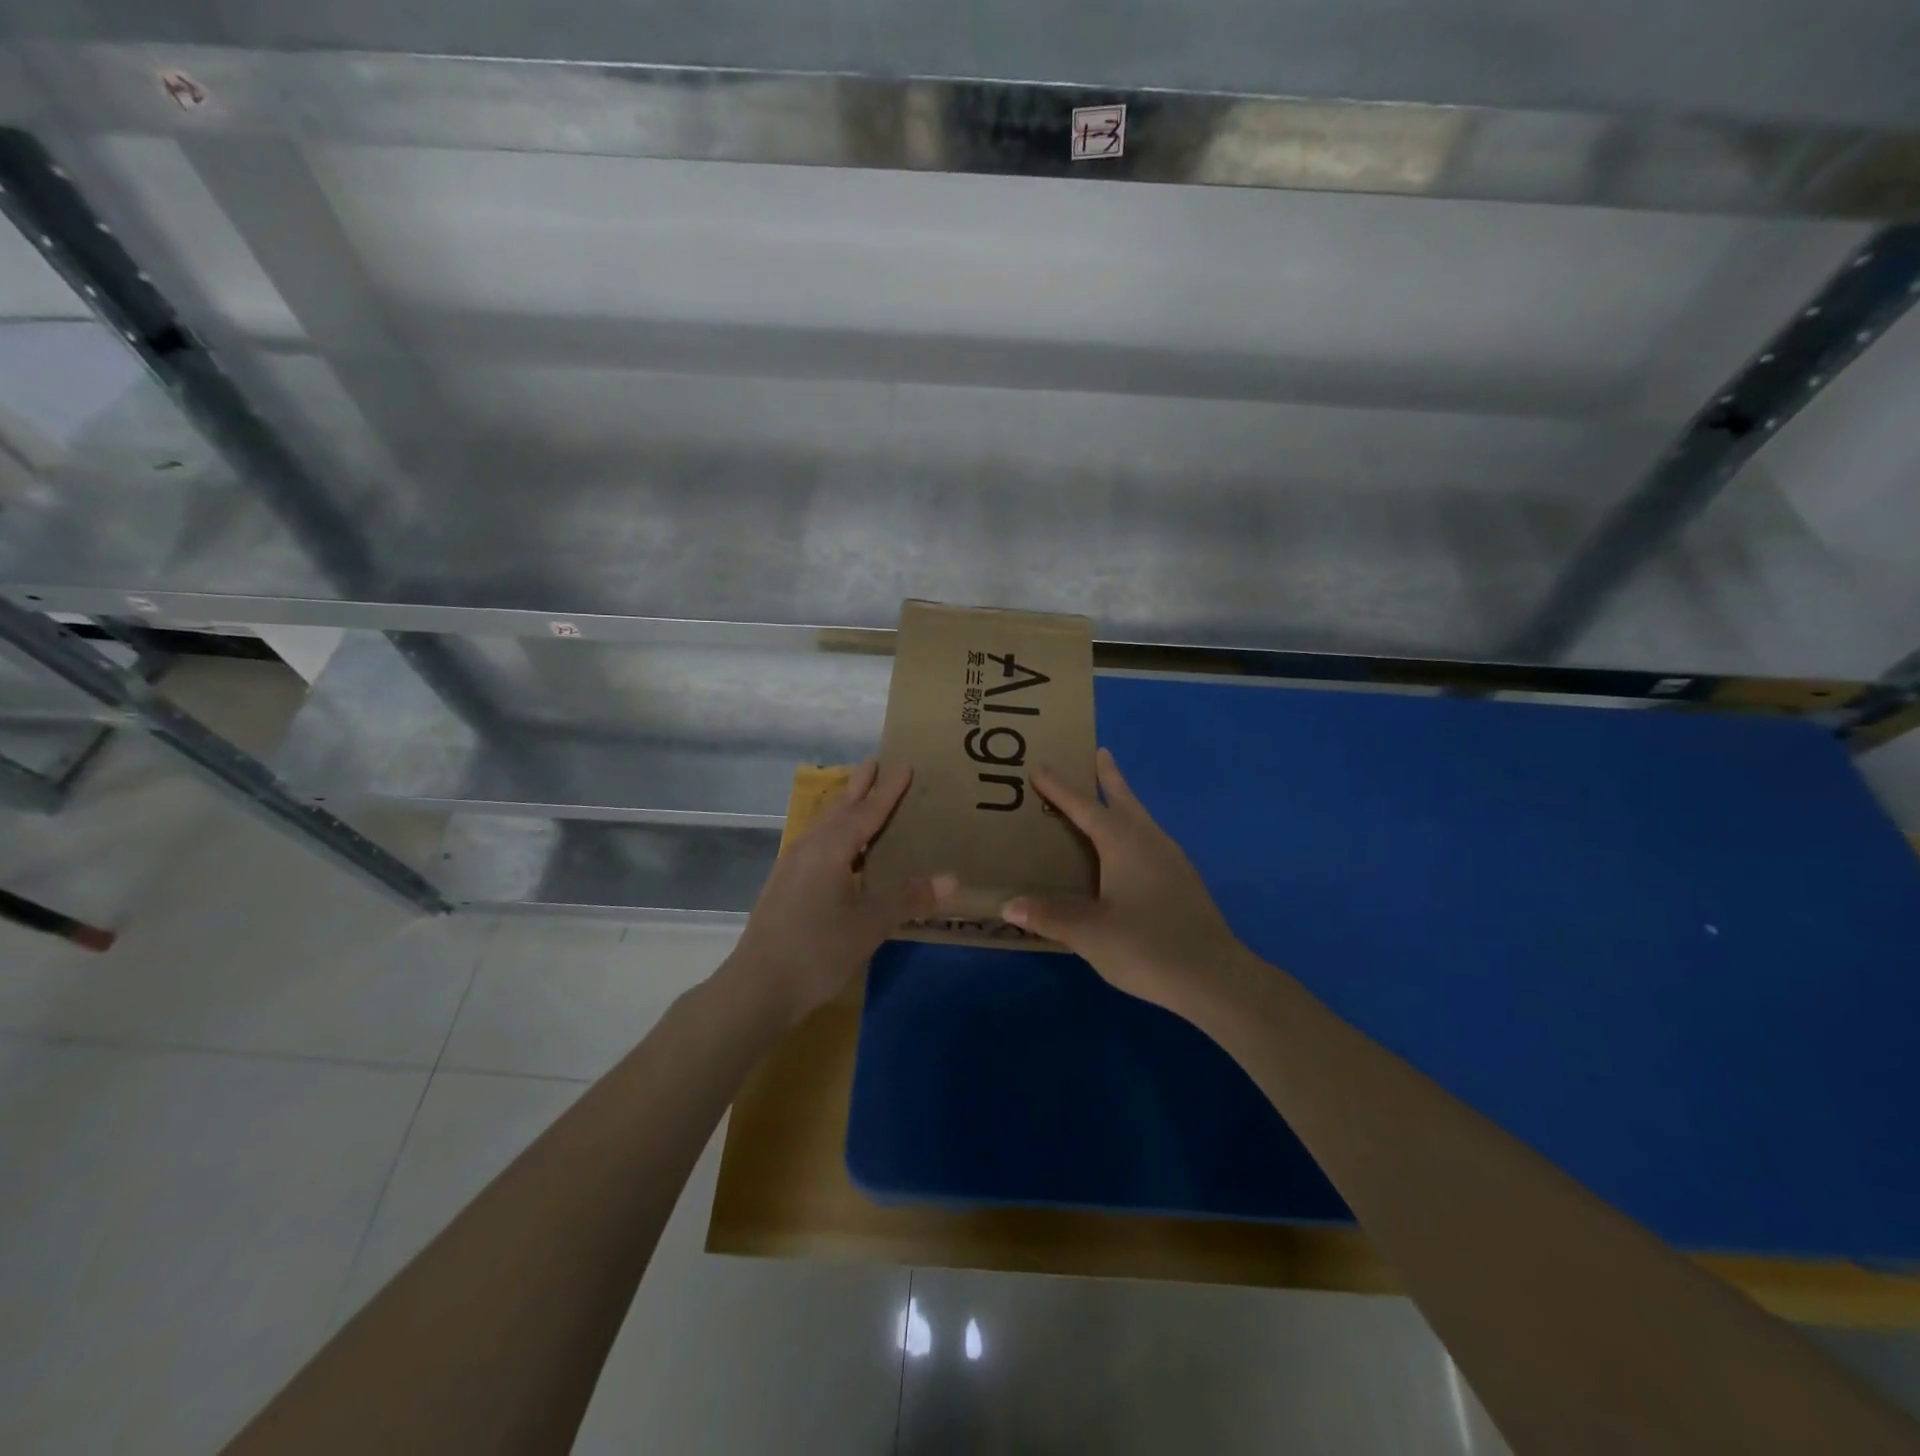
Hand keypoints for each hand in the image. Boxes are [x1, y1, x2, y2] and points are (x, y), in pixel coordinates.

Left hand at [724, 758, 952, 1026]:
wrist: (758, 986)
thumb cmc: (818, 950)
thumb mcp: (869, 925)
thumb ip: (908, 898)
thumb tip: (950, 879)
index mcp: (831, 849)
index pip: (867, 811)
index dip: (889, 789)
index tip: (904, 762)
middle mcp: (809, 847)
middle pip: (839, 807)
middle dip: (860, 785)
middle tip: (876, 761)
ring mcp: (792, 864)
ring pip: (824, 824)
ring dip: (844, 806)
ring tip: (861, 796)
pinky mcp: (785, 883)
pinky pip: (816, 842)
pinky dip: (835, 831)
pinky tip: (842, 848)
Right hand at [1003, 748, 1248, 1011]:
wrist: (1213, 977)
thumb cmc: (1146, 946)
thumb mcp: (1089, 933)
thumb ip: (1048, 915)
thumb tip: (1008, 904)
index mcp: (1123, 843)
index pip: (1084, 807)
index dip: (1060, 788)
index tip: (1039, 767)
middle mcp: (1149, 841)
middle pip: (1125, 800)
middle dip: (1109, 777)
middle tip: (1099, 753)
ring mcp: (1171, 860)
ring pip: (1141, 819)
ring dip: (1124, 802)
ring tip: (1110, 797)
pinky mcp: (1182, 881)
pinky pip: (1150, 840)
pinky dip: (1133, 830)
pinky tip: (1130, 852)